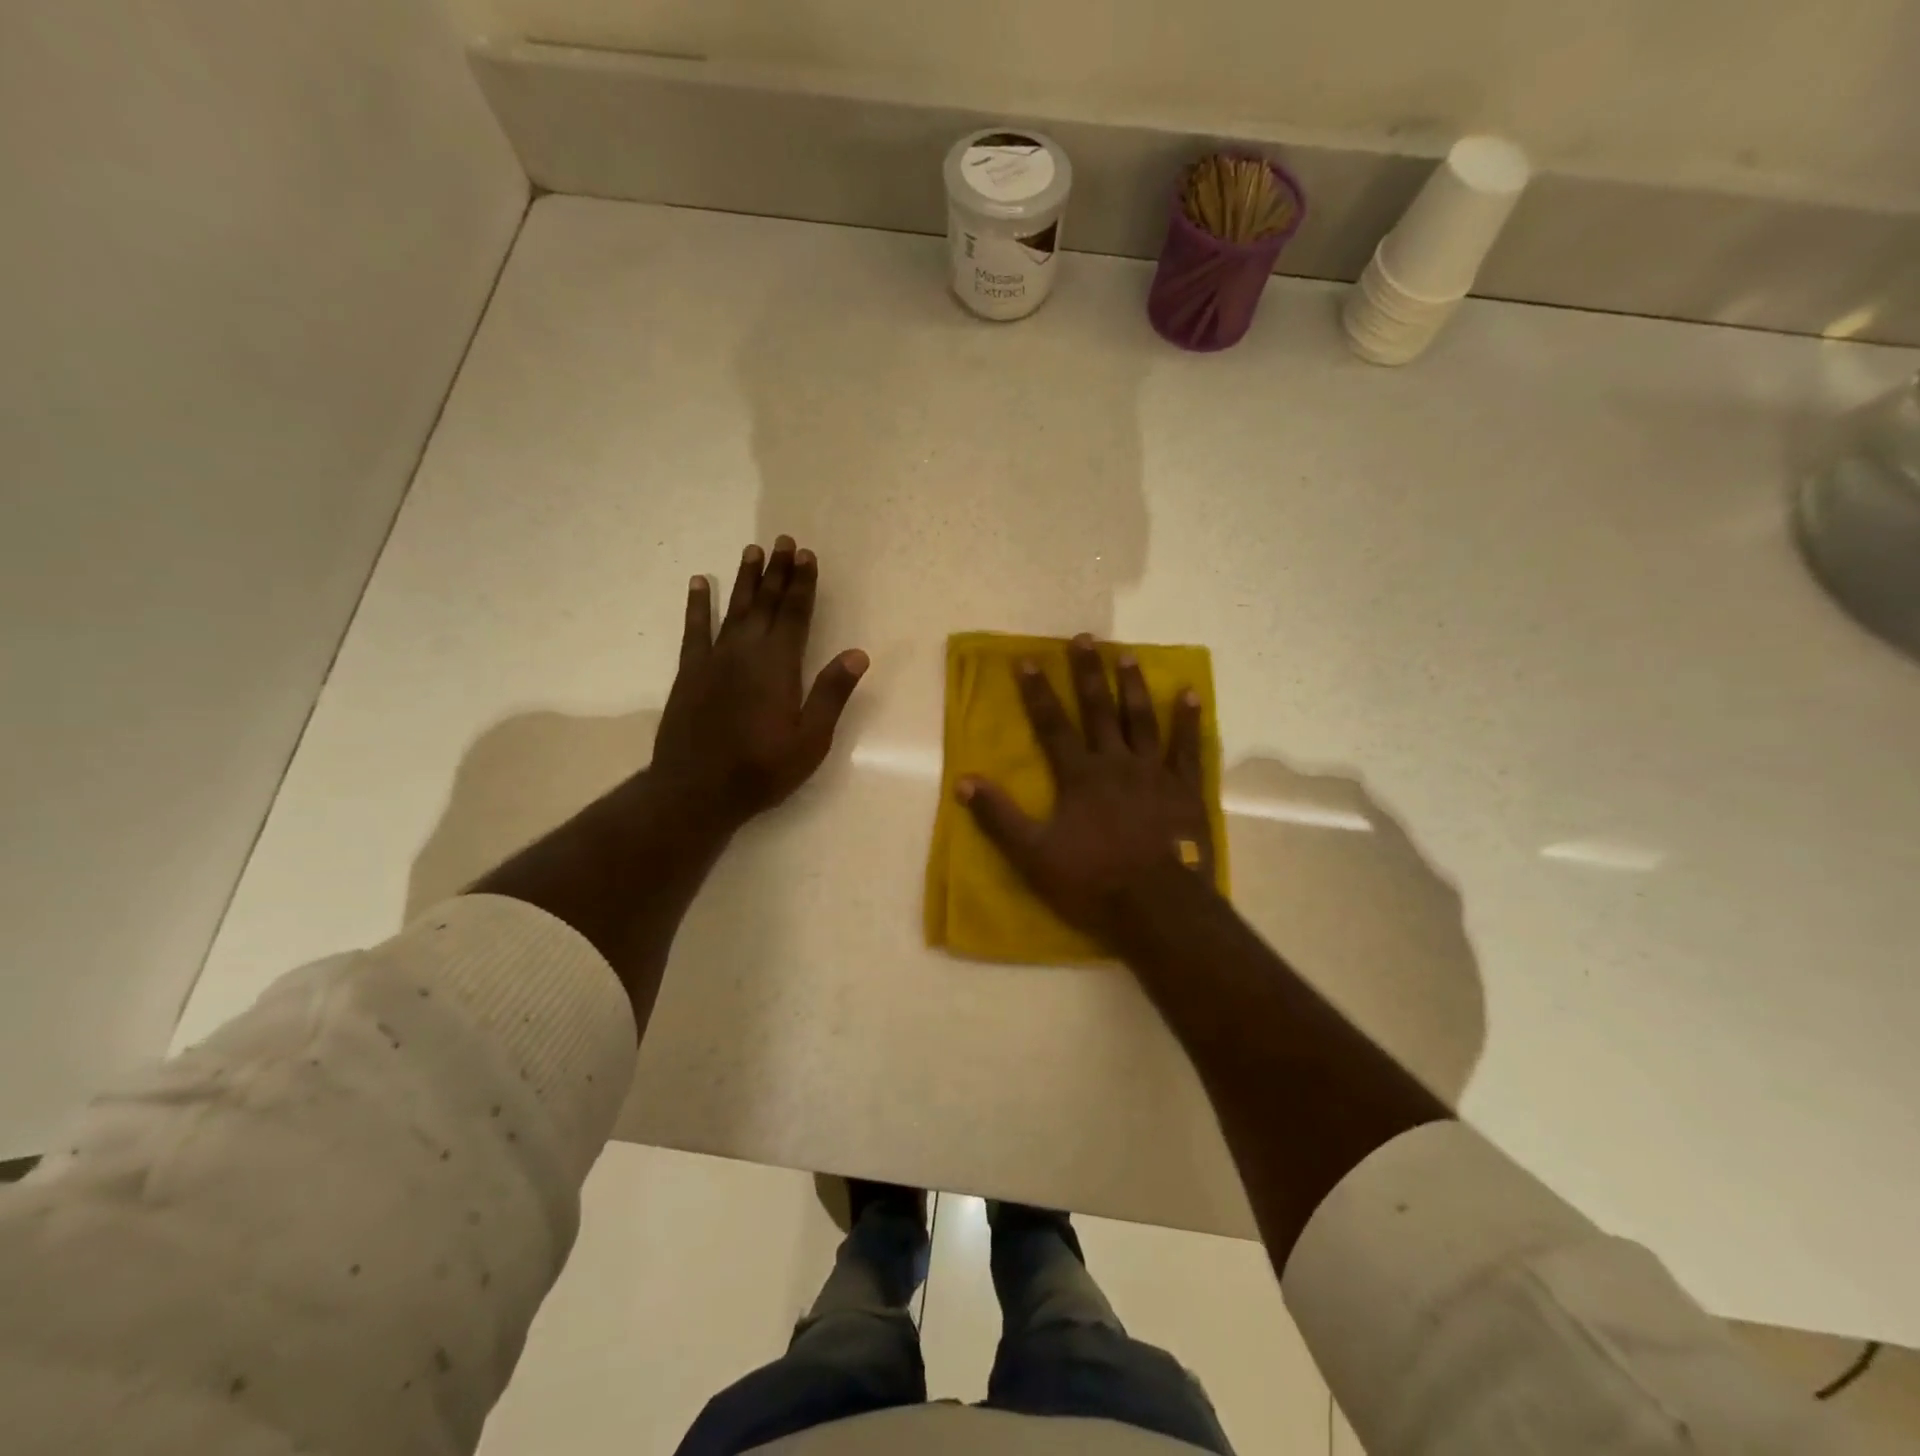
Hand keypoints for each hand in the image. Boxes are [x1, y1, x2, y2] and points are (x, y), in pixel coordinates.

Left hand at [652, 536, 867, 828]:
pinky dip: (697, 604)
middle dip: (777, 572)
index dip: (802, 584)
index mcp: (779, 666)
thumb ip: (832, 694)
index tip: (807, 555)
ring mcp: (714, 659)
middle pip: (765, 603)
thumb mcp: (810, 740)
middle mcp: (746, 652)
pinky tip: (698, 583)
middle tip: (783, 541)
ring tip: (752, 550)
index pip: (795, 614)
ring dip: (744, 579)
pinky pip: (694, 629)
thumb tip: (858, 653)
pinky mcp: (689, 672)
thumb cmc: (762, 769)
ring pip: (733, 608)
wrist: (697, 789)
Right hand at [958, 634, 1213, 941]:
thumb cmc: (1091, 881)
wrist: (1157, 907)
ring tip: (1127, 654)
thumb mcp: (1033, 854)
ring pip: (1142, 720)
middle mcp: (1116, 763)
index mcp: (1079, 776)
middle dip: (1088, 673)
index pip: (1052, 725)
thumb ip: (999, 816)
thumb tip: (964, 781)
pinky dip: (1188, 720)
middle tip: (1084, 638)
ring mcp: (1154, 773)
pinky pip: (1187, 748)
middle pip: (1099, 710)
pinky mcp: (1185, 790)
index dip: (1038, 693)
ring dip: (1132, 686)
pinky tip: (1189, 694)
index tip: (1028, 660)